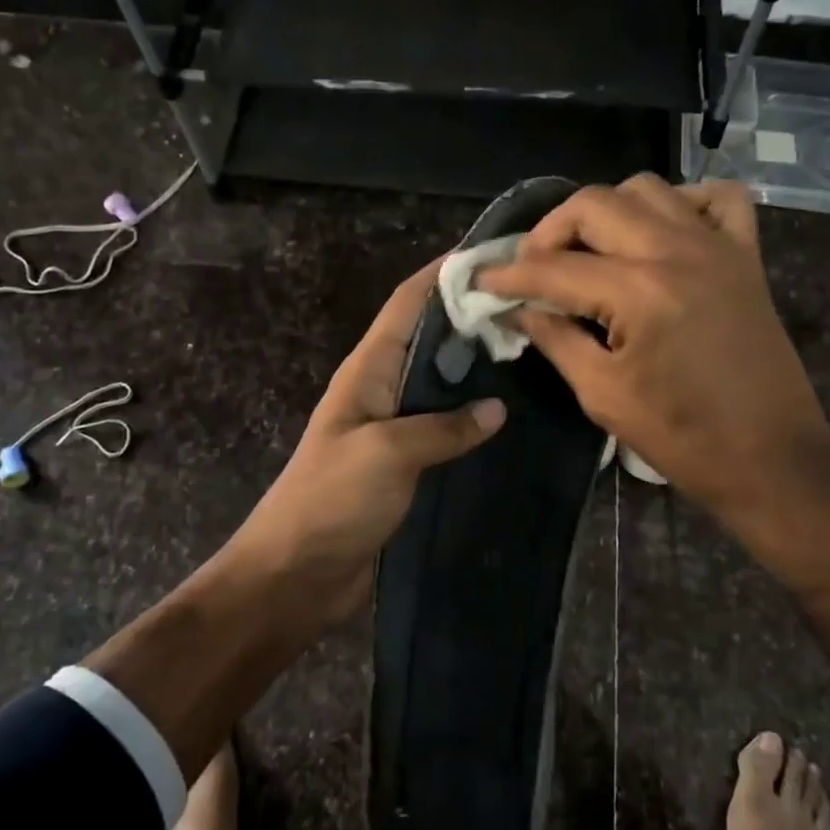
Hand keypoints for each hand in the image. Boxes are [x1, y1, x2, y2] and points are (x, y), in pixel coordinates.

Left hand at [229, 260, 504, 621]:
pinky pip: (445, 428)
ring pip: (441, 383)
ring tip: (533, 352)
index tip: (494, 254)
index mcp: (368, 369)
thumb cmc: (332, 500)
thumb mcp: (388, 452)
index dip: (444, 273)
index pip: (407, 303)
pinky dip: (474, 417)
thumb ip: (443, 426)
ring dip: (478, 367)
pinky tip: (513, 419)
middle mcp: (381, 388)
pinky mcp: (405, 465)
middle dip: (472, 317)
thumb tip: (497, 408)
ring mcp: (394, 427)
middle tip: (532, 307)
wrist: (295, 574)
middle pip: (430, 338)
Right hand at [477, 175, 829, 543]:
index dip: (509, 276)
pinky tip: (661, 232)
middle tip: (533, 268)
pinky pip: (717, 199)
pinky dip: (683, 201)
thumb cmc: (683, 438)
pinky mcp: (746, 256)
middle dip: (549, 231)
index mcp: (638, 291)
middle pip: (594, 205)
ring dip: (606, 211)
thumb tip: (520, 311)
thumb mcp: (603, 395)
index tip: (482, 280)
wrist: (772, 460)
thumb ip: (556, 340)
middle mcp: (676, 250)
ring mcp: (717, 246)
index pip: (554, 268)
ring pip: (646, 189)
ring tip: (588, 250)